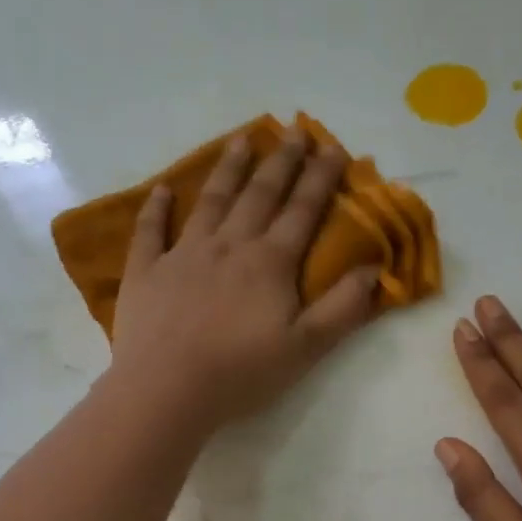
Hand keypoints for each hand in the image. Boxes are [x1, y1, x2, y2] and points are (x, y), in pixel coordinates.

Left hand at [110, 129, 378, 432]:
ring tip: (241, 140)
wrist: (167, 390)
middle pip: (260, 194)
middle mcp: (229, 245)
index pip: (302, 211)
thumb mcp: (306, 347)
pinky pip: (151, 231)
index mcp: (269, 262)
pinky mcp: (146, 271)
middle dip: (281, 162)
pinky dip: (156, 208)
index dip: (321, 178)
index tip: (334, 147)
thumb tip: (375, 269)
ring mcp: (183, 254)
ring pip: (210, 201)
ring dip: (228, 169)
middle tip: (295, 130)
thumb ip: (343, 307)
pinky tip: (163, 189)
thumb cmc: (242, 372)